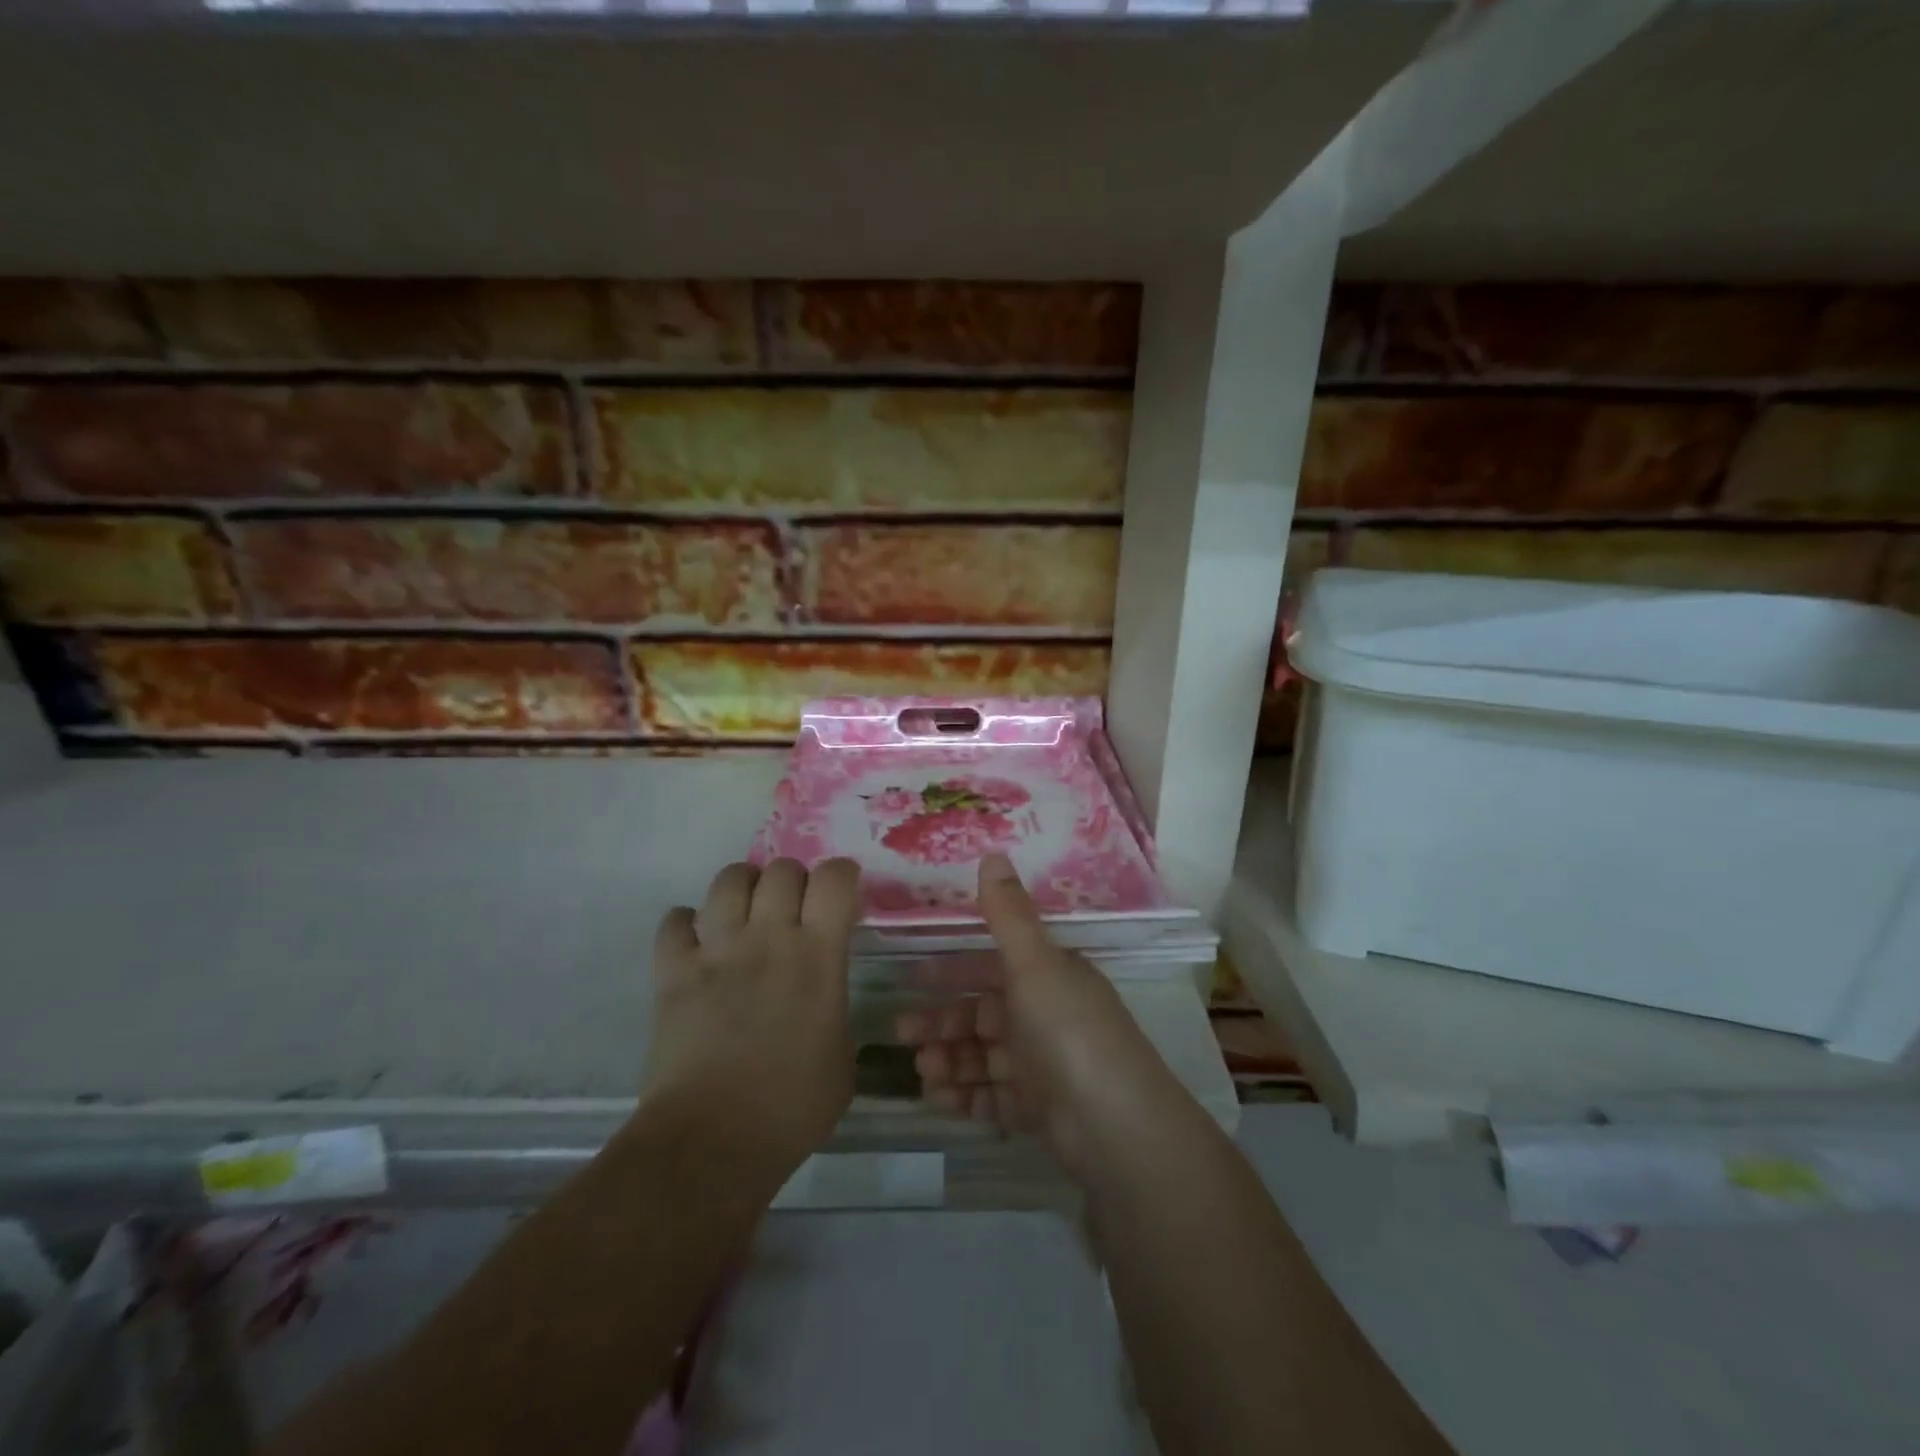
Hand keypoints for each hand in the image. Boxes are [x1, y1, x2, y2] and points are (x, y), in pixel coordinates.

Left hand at [644, 858, 861, 1180]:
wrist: (712, 1141)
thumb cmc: (791, 1109)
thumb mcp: (843, 1060)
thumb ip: (835, 1012)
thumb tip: (824, 1004)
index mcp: (819, 956)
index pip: (836, 879)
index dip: (842, 876)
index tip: (840, 896)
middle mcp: (770, 938)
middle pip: (782, 869)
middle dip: (792, 880)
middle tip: (792, 910)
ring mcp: (717, 950)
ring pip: (728, 880)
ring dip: (742, 888)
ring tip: (745, 914)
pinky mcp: (673, 971)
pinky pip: (674, 922)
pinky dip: (686, 925)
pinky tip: (696, 944)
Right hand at [895, 854, 1185, 1179]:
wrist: (1116, 1125)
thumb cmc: (1069, 1031)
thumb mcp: (1035, 964)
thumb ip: (1007, 914)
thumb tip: (992, 853)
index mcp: (1050, 978)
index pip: (993, 967)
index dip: (953, 971)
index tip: (913, 977)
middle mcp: (1047, 1016)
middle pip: (984, 1015)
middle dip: (943, 1022)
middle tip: (903, 1032)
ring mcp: (1045, 1066)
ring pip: (985, 1057)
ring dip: (950, 1059)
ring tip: (922, 1069)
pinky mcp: (1041, 1110)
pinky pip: (994, 1097)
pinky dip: (966, 1095)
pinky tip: (938, 1098)